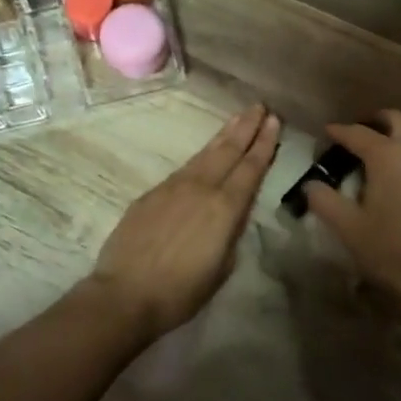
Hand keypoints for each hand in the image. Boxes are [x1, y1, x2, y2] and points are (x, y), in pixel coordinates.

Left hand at [90, 104, 281, 340]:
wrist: (125, 294)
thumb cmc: (181, 291)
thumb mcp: (221, 267)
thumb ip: (230, 234)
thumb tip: (232, 215)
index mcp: (224, 208)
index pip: (250, 168)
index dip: (264, 144)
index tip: (274, 121)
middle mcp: (201, 188)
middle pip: (228, 151)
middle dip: (246, 128)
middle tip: (259, 106)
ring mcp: (173, 187)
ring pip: (205, 154)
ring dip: (224, 135)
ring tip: (237, 119)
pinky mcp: (152, 194)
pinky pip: (184, 168)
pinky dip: (201, 156)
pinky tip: (205, 154)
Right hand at [300, 110, 400, 329]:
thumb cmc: (392, 251)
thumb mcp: (348, 228)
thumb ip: (324, 201)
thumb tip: (310, 185)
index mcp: (388, 156)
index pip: (358, 133)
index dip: (339, 132)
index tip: (325, 133)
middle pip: (397, 120)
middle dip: (376, 121)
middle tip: (357, 133)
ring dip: (397, 136)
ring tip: (378, 154)